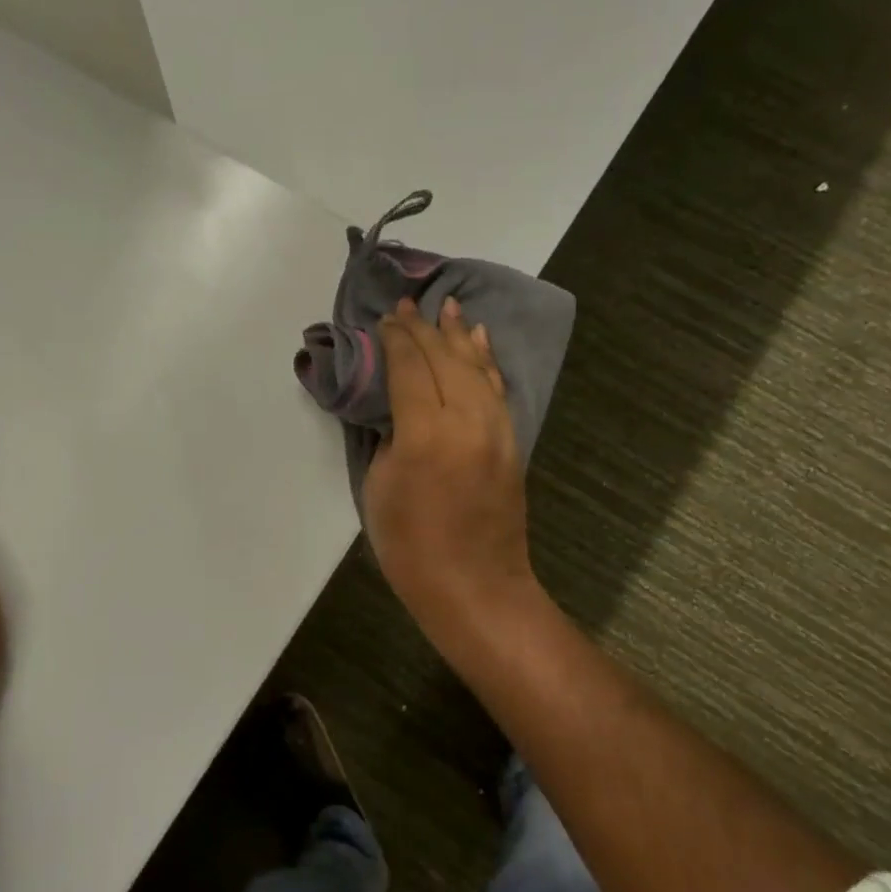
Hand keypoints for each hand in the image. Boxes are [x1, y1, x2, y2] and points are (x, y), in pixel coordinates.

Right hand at [363, 297, 542, 644]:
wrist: (474, 586)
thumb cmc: (411, 546)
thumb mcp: (379, 488)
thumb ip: (389, 438)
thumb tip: (399, 410)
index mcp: (425, 434)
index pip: (409, 368)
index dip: (397, 339)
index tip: (387, 317)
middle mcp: (466, 421)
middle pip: (444, 360)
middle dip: (424, 329)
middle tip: (408, 305)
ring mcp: (496, 430)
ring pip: (477, 368)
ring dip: (459, 336)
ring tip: (448, 307)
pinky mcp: (511, 442)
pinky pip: (497, 389)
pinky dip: (486, 361)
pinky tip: (479, 342)